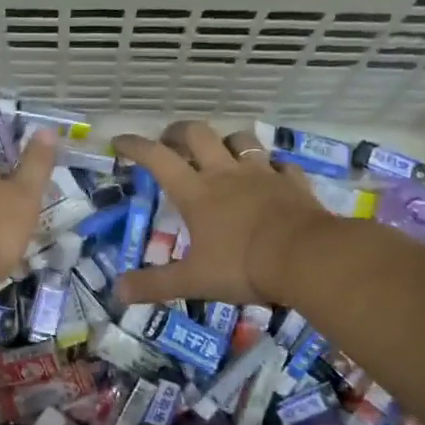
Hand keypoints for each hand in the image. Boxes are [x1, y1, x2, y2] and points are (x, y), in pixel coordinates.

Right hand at [113, 121, 329, 306]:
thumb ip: (154, 285)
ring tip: (220, 152)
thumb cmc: (243, 266)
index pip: (157, 158)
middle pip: (198, 134)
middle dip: (179, 132)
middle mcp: (226, 174)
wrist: (307, 257)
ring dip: (225, 141)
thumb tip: (117, 292)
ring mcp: (263, 174)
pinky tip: (270, 175)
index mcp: (196, 193)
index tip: (119, 141)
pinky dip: (271, 165)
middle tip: (170, 142)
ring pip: (241, 140)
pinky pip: (280, 163)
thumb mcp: (193, 280)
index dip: (135, 146)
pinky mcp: (293, 182)